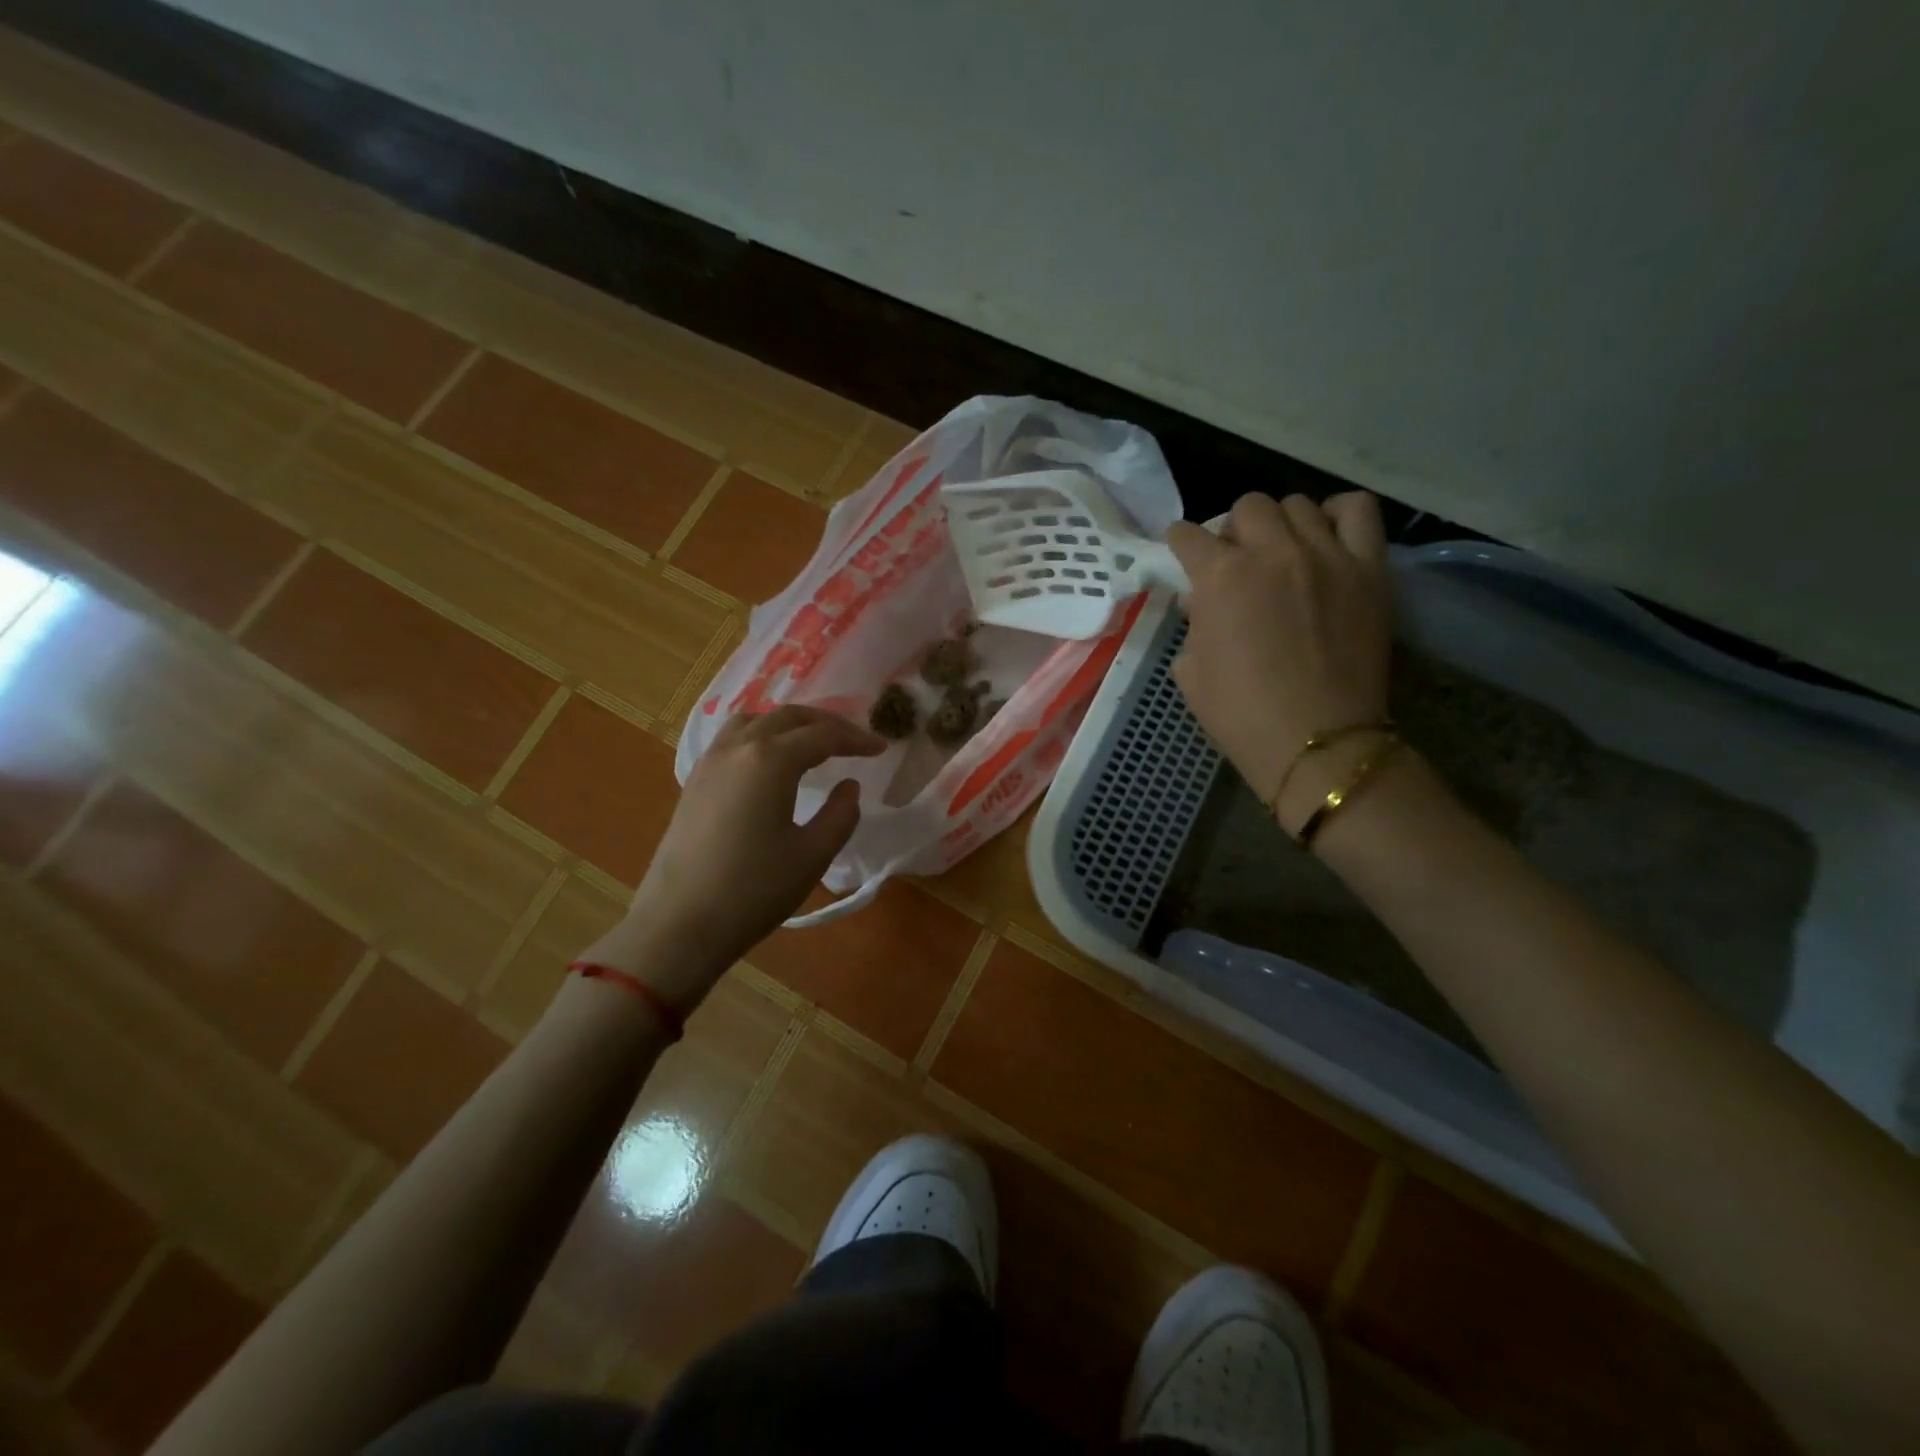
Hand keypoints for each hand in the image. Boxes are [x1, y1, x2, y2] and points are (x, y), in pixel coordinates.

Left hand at [580, 706, 884, 1009]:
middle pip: (788, 717)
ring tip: (811, 742)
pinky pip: (732, 739)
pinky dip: (760, 735)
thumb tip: (848, 786)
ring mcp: (710, 762)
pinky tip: (769, 761)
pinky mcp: (694, 781)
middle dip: (826, 723)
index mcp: (770, 760)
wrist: (680, 924)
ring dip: (789, 724)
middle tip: (854, 740)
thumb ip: (840, 814)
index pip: (822, 736)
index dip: (856, 739)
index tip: (881, 749)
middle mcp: (738, 748)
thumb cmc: (753, 890)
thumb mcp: (813, 855)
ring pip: (755, 721)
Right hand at [1168, 492, 1392, 811]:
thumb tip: (1204, 603)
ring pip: (1297, 504)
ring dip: (1279, 524)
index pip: (1188, 536)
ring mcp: (1325, 554)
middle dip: (1232, 530)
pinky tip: (1326, 537)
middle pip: (1246, 507)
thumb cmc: (1240, 713)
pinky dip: (1338, 514)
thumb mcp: (1190, 671)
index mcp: (1219, 577)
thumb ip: (1194, 625)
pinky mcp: (1368, 567)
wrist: (1315, 741)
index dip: (1179, 543)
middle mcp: (1271, 551)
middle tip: (1236, 560)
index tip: (1182, 552)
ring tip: (1282, 551)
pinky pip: (1357, 511)